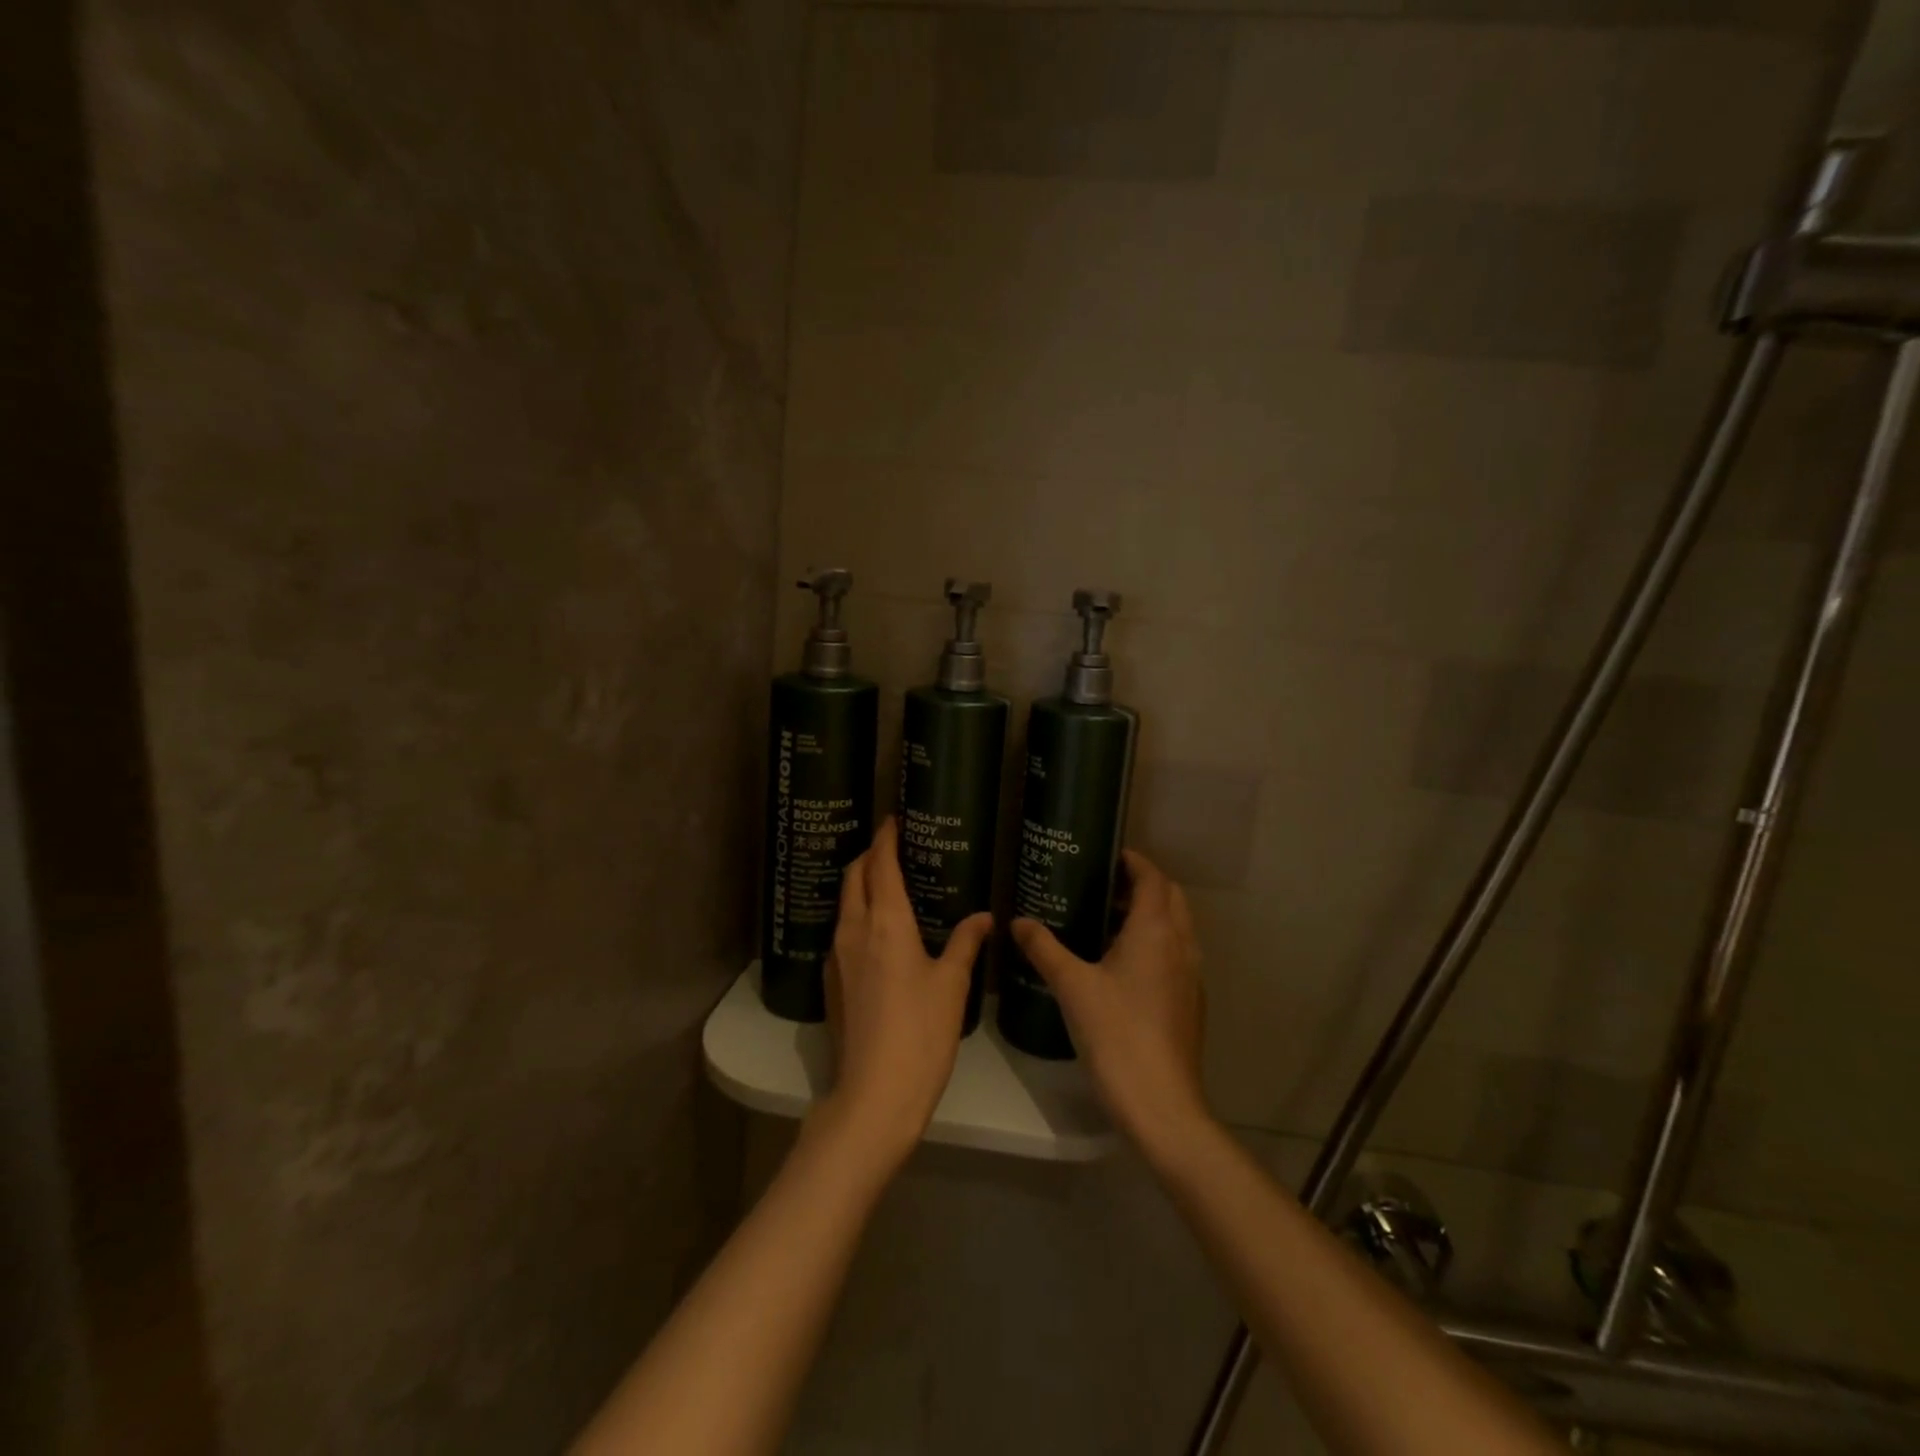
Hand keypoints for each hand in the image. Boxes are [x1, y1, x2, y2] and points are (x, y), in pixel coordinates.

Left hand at [817, 818, 992, 1172]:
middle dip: (869, 855)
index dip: (886, 837)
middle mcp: (854, 930)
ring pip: (845, 904)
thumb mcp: (952, 985)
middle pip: (854, 876)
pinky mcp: (831, 982)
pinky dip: (858, 915)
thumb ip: (966, 943)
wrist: (874, 1094)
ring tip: (889, 884)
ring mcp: (836, 956)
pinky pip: (842, 931)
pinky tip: (879, 932)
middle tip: (893, 847)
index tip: (894, 817)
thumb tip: (984, 916)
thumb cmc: (921, 1033)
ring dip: (861, 884)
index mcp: (886, 923)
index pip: (880, 864)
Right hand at [1011, 850, 1210, 1164]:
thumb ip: (1044, 948)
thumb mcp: (1072, 986)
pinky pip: (1175, 954)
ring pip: (1176, 927)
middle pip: (1170, 897)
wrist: (1160, 1104)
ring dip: (1150, 914)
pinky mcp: (1189, 1002)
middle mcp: (1181, 945)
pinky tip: (1120, 964)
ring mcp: (1190, 976)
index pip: (1153, 878)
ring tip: (1106, 920)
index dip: (1134, 861)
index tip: (1106, 855)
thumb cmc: (1116, 1034)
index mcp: (1156, 931)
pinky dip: (1155, 942)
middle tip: (1102, 885)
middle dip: (1142, 884)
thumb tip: (1017, 921)